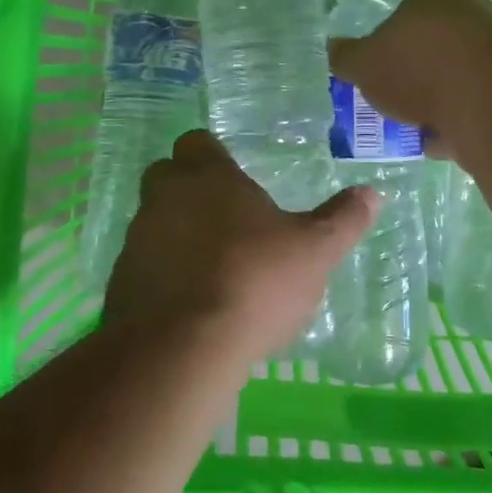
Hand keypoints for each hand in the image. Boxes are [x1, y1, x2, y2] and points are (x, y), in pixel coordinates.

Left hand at [104, 131, 377, 362]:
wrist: (181, 350)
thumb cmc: (254, 282)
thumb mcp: (315, 251)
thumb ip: (343, 220)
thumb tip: (373, 193)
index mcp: (208, 177)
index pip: (197, 142)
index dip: (214, 155)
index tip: (235, 177)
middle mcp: (164, 198)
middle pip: (167, 176)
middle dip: (189, 190)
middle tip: (225, 218)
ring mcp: (136, 241)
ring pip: (153, 222)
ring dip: (176, 235)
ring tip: (212, 267)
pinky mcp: (119, 284)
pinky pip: (143, 267)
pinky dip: (162, 275)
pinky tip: (190, 304)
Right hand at [327, 0, 491, 156]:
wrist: (486, 97)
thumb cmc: (417, 65)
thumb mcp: (363, 63)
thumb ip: (347, 58)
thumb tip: (333, 50)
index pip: (405, 19)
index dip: (388, 49)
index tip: (377, 78)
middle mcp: (472, 17)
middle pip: (434, 51)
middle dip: (415, 80)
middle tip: (394, 106)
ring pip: (458, 82)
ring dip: (437, 105)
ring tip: (414, 132)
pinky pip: (476, 110)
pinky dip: (458, 126)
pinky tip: (440, 145)